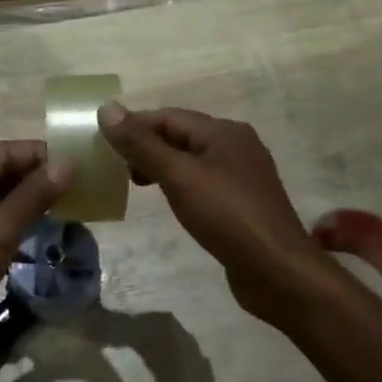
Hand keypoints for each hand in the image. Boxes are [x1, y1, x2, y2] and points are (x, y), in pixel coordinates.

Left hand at [0, 141, 72, 366]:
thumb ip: (34, 195)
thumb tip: (68, 165)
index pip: (2, 151)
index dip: (39, 154)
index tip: (77, 160)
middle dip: (36, 175)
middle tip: (78, 181)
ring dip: (29, 196)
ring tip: (69, 198)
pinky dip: (16, 215)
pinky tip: (45, 219)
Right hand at [97, 103, 327, 322]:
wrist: (278, 272)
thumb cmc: (227, 216)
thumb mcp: (179, 176)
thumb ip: (142, 144)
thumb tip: (107, 109)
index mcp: (224, 132)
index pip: (168, 116)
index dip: (134, 126)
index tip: (102, 144)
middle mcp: (236, 146)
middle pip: (180, 135)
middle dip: (146, 146)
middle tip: (117, 168)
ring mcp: (242, 176)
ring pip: (191, 160)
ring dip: (161, 166)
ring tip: (136, 184)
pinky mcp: (242, 203)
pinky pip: (202, 182)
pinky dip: (179, 185)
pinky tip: (169, 202)